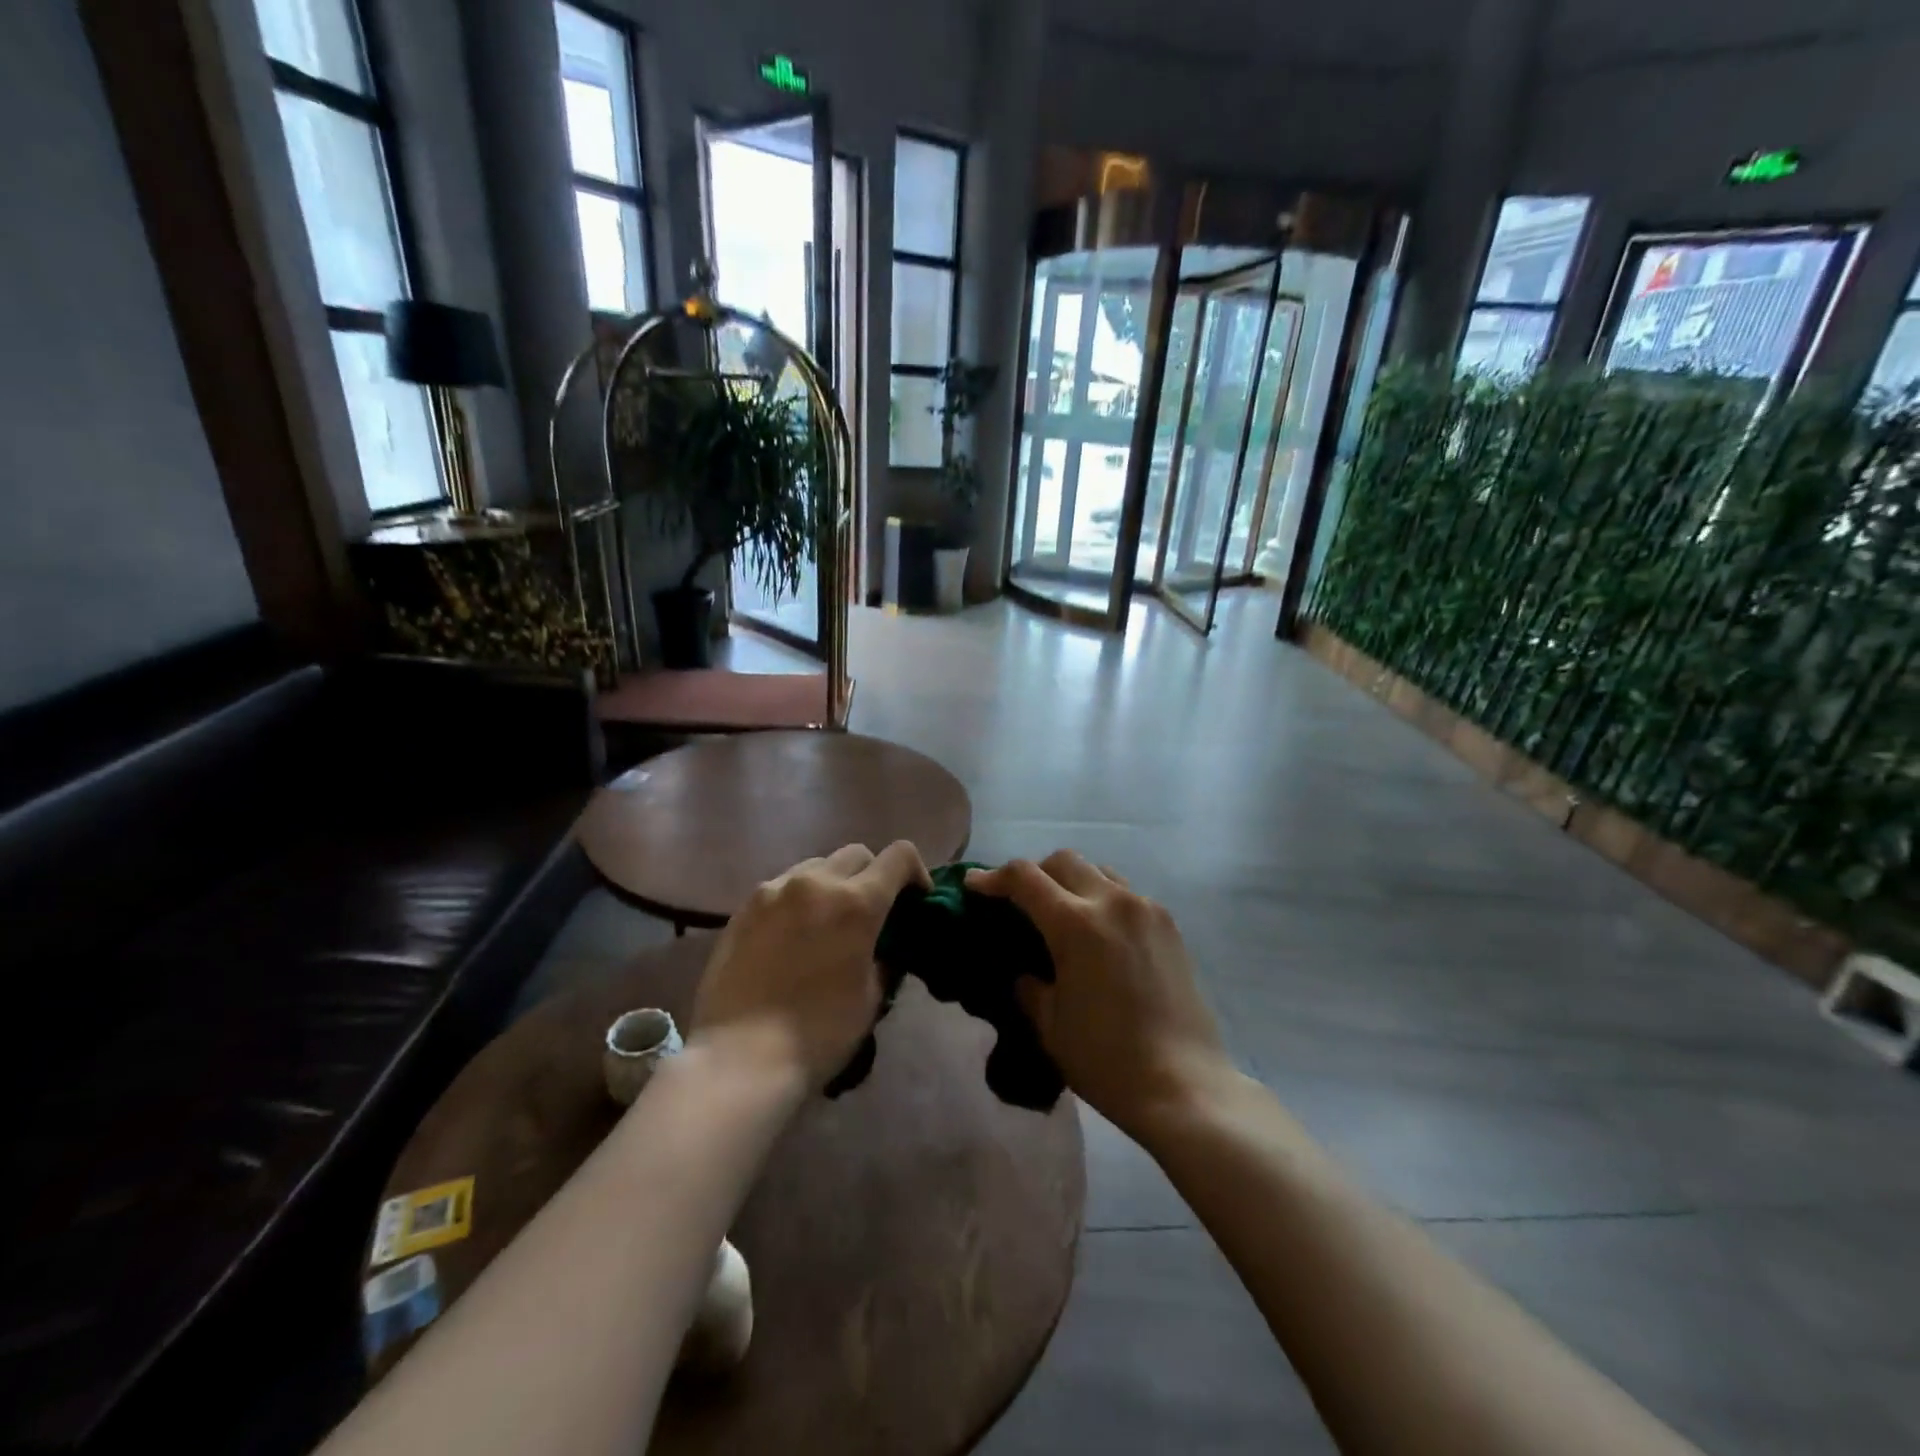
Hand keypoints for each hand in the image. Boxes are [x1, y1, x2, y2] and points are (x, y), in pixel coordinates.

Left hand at [692, 841, 930, 1091]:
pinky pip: (783, 886)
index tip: (915, 900)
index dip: (916, 871)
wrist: (740, 1058)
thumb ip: (884, 957)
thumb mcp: (871, 997)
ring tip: (827, 922)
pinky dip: (799, 898)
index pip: (900, 855)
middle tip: (871, 913)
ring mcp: (775, 890)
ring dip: (833, 883)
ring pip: (817, 865)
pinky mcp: (744, 906)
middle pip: (857, 854)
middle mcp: (817, 882)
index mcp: (857, 902)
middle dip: (873, 875)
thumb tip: (884, 945)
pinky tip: (791, 935)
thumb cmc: (819, 1033)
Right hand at [967, 851, 1230, 1140]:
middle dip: (1033, 873)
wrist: (1184, 1086)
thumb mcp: (1049, 1024)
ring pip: (1098, 871)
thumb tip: (1025, 971)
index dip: (993, 877)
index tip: (973, 885)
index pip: (1024, 877)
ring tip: (1061, 913)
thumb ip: (1029, 986)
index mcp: (1076, 923)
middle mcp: (1112, 901)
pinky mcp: (1169, 925)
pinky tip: (1099, 933)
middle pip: (1063, 861)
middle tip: (1018, 901)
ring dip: (1071, 882)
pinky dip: (1102, 898)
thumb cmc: (1106, 1060)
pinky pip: (1126, 893)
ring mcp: (1146, 909)